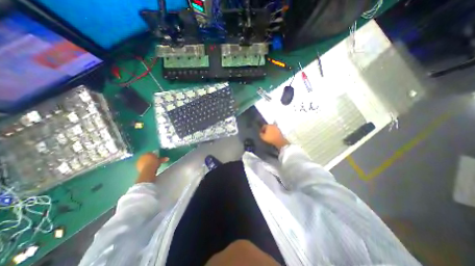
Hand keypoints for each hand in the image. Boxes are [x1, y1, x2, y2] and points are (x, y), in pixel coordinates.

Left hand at [135, 152, 168, 181]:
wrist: (147, 170)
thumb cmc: (154, 163)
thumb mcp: (160, 161)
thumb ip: (163, 159)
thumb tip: (168, 158)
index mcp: (147, 153)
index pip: (151, 153)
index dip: (154, 155)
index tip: (157, 158)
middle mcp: (142, 156)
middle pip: (147, 157)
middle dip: (151, 159)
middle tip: (155, 162)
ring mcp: (139, 161)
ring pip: (145, 161)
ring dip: (148, 163)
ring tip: (153, 166)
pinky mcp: (138, 167)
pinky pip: (143, 166)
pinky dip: (146, 167)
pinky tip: (149, 169)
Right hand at [259, 124, 289, 149]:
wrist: (280, 141)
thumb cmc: (270, 138)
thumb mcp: (263, 137)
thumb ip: (261, 134)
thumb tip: (261, 133)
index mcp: (268, 125)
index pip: (264, 126)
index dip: (262, 130)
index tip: (261, 133)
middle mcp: (273, 125)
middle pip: (268, 127)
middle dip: (266, 130)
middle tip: (265, 134)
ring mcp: (277, 128)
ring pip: (272, 129)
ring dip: (270, 131)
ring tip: (269, 136)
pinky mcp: (280, 131)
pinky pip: (275, 131)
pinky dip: (274, 133)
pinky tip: (273, 136)